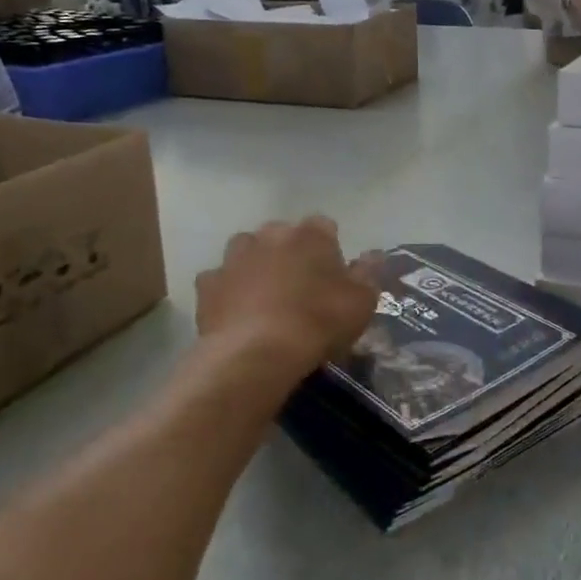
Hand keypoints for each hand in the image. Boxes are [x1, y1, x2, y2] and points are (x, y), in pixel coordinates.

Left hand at [194, 218, 379, 387]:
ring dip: (256, 265)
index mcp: (311, 234)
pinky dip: (228, 291)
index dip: (330, 249)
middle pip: (282, 235)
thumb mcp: (362, 301)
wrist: (256, 353)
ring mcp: (234, 257)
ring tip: (265, 297)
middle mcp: (270, 235)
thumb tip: (373, 254)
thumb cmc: (319, 321)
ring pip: (247, 251)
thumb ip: (369, 272)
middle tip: (300, 287)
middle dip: (290, 253)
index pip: (324, 226)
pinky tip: (237, 312)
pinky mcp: (208, 284)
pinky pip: (220, 281)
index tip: (334, 275)